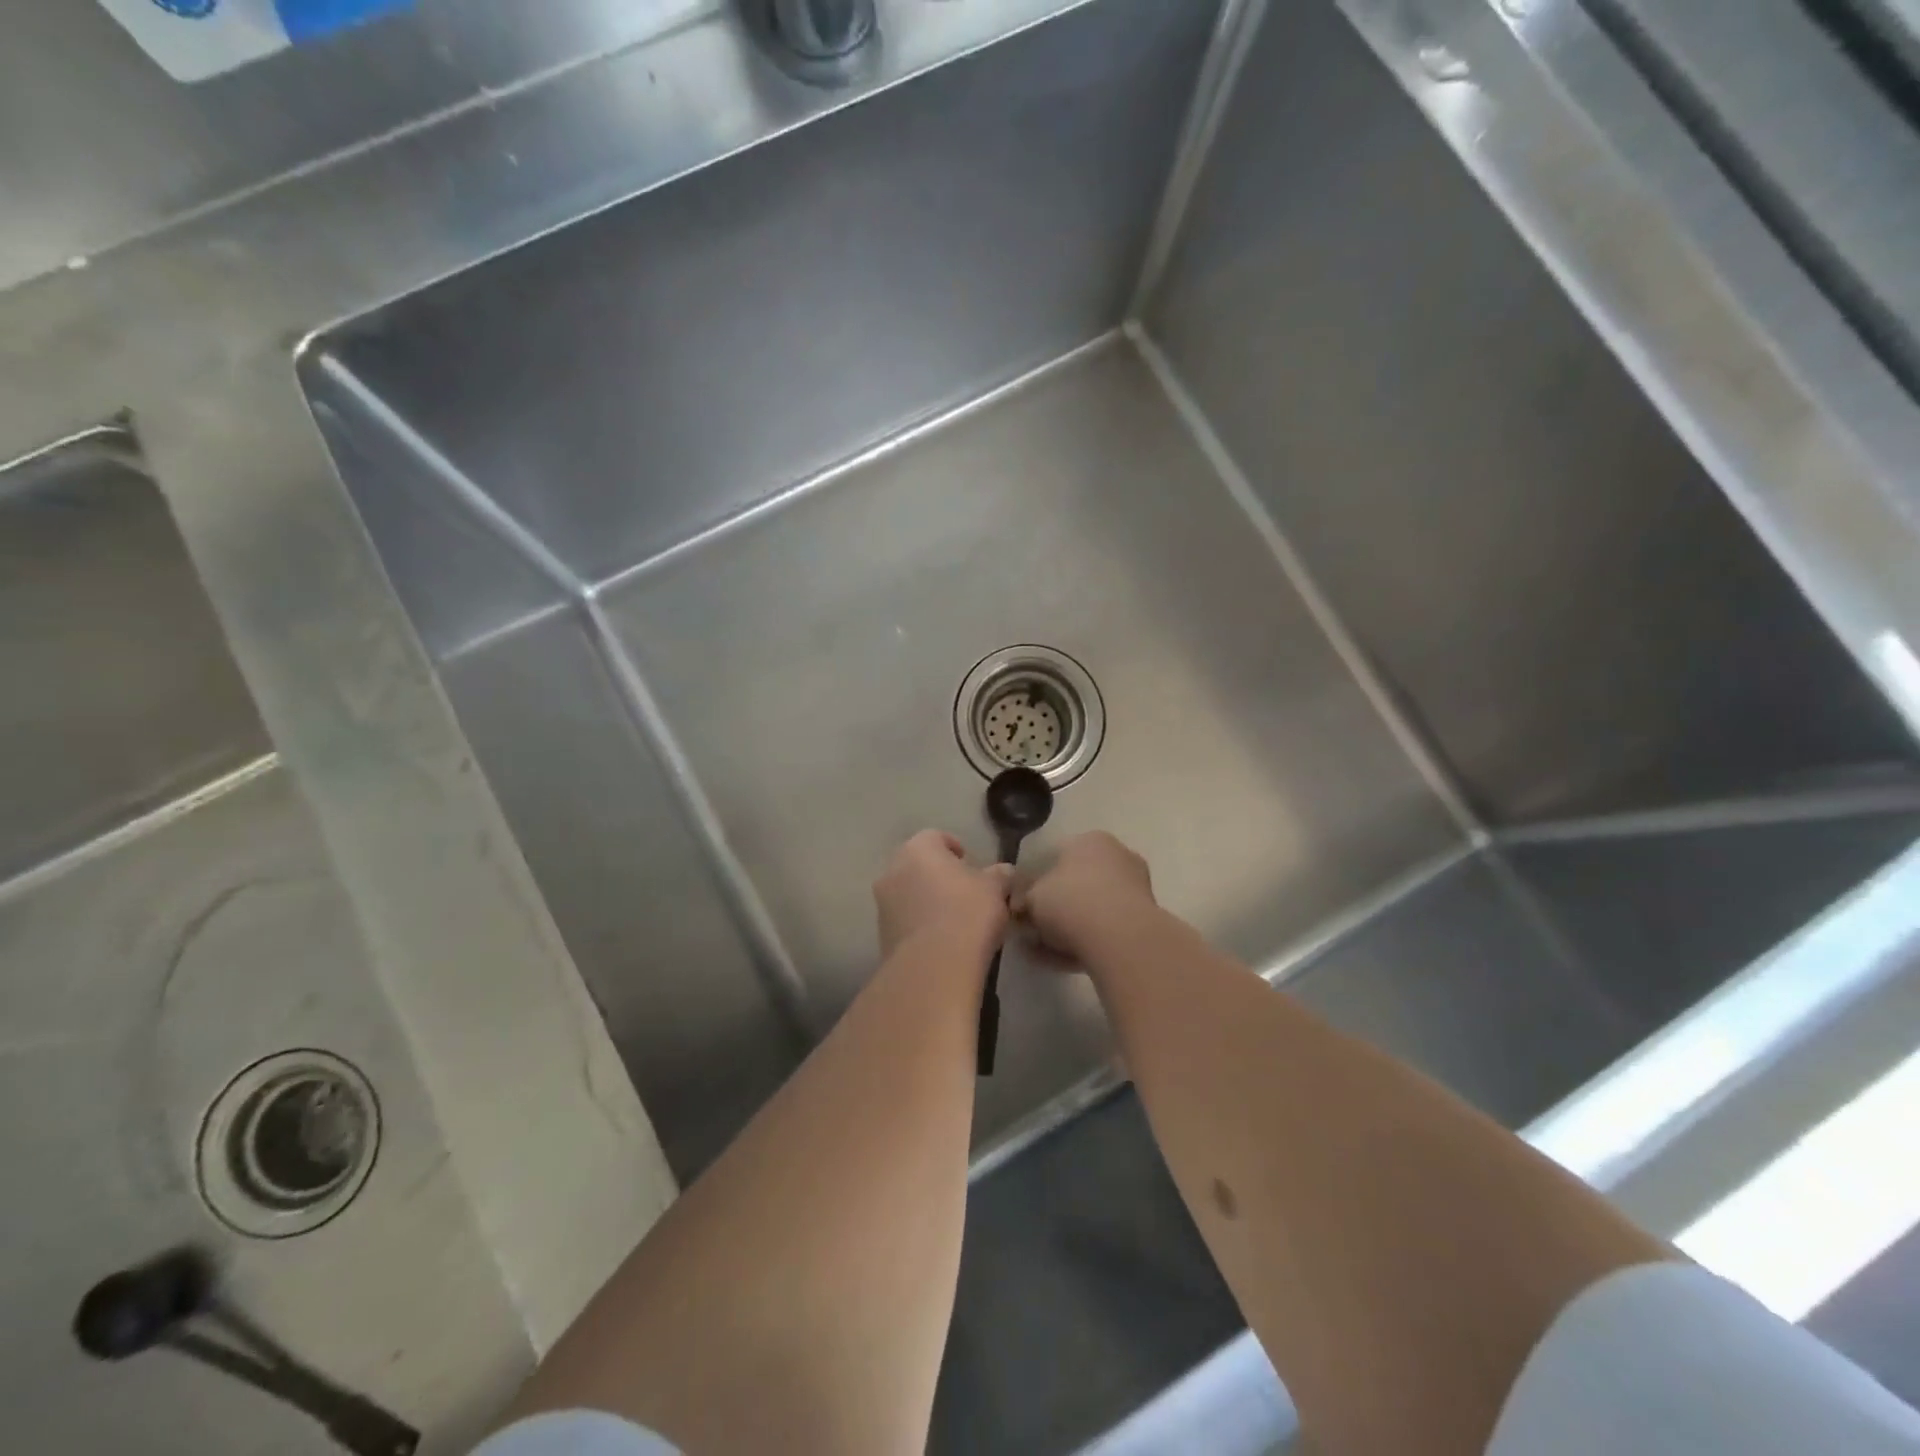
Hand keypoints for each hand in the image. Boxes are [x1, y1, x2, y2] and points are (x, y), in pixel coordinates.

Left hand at [874, 831, 1013, 959]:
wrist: (933, 967)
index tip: (970, 865)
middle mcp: (893, 870)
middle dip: (938, 875)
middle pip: (917, 865)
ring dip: (925, 900)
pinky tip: (939, 941)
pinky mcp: (881, 935)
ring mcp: (882, 904)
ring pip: (907, 893)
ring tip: (952, 920)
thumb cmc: (967, 913)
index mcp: (918, 849)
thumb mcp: (995, 889)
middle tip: (963, 891)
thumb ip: (1000, 875)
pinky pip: (903, 920)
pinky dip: (918, 924)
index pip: (935, 837)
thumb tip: (1004, 871)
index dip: (954, 848)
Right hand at [1014, 831, 1157, 964]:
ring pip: (1091, 909)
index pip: (1056, 856)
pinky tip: (1060, 961)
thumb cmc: (1069, 901)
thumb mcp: (1031, 896)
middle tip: (1031, 930)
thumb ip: (1023, 898)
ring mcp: (1135, 889)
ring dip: (1066, 928)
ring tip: (1041, 951)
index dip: (1034, 882)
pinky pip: (1105, 929)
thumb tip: (1019, 906)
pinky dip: (1084, 942)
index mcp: (1091, 840)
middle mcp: (1118, 857)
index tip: (1022, 906)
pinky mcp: (1144, 921)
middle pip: (1076, 884)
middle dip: (1053, 908)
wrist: (1119, 938)